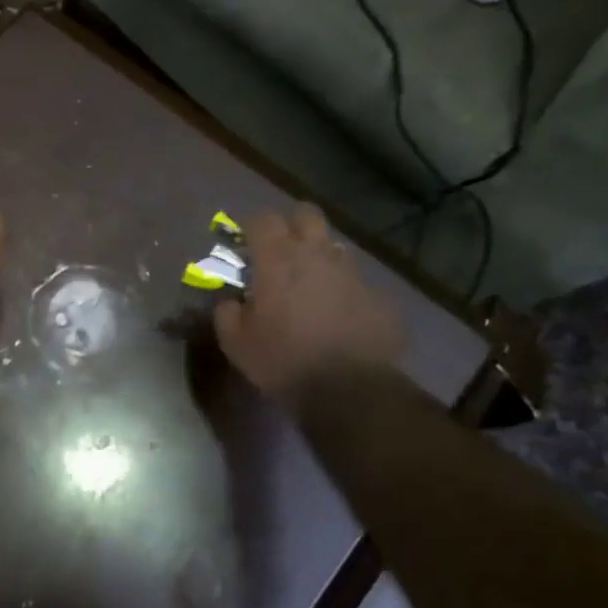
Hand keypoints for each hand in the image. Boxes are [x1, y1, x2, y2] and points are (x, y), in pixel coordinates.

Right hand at [214, 205, 404, 398]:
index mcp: (278, 259)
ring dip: (321, 260)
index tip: (246, 245)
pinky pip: (359, 285)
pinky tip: (341, 320)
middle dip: (293, 226)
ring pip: (335, 248)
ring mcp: (353, 274)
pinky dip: (347, 295)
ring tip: (312, 288)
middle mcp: (317, 255)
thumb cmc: (283, 361)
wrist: (350, 393)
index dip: (252, 228)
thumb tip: (230, 301)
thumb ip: (226, 312)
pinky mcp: (381, 298)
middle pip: (307, 214)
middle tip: (282, 252)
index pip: (263, 218)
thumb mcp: (235, 342)